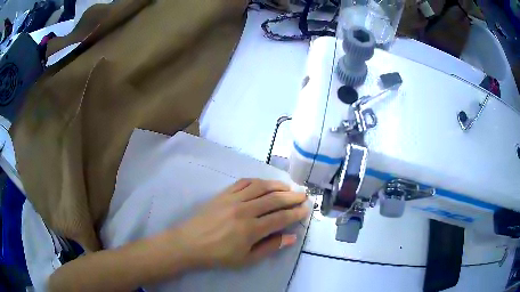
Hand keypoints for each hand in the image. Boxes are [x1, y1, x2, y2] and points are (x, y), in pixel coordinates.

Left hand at [175, 179, 308, 267]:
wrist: (190, 243)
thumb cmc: (219, 255)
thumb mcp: (246, 259)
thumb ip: (270, 247)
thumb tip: (291, 237)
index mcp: (251, 229)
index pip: (281, 218)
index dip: (296, 213)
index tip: (306, 209)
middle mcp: (245, 210)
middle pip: (274, 200)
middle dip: (292, 197)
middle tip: (303, 195)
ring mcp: (233, 199)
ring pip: (261, 187)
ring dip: (278, 186)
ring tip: (289, 187)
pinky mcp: (223, 194)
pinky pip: (243, 182)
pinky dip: (257, 181)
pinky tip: (265, 183)